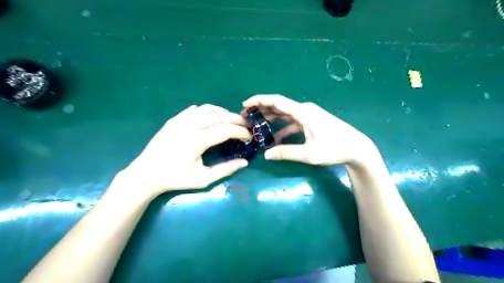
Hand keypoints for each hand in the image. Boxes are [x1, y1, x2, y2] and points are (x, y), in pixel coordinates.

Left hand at [111, 104, 248, 200]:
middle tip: (246, 127)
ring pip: (209, 108)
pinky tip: (213, 118)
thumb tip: (245, 162)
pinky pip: (196, 109)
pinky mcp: (175, 119)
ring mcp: (180, 120)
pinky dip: (209, 111)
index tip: (248, 137)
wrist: (146, 173)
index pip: (226, 129)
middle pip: (220, 115)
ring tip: (232, 121)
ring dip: (224, 112)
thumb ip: (225, 169)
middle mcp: (189, 126)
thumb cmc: (175, 178)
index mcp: (196, 141)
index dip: (241, 132)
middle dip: (237, 119)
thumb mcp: (202, 179)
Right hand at [244, 95, 377, 165]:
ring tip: (256, 125)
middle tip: (246, 118)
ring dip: (270, 119)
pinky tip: (274, 139)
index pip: (277, 101)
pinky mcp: (310, 122)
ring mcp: (308, 116)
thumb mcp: (310, 153)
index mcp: (303, 112)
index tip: (245, 104)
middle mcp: (304, 110)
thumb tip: (266, 155)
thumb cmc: (335, 148)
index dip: (260, 100)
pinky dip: (282, 128)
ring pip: (284, 114)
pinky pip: (292, 123)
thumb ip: (287, 153)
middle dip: (261, 110)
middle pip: (278, 106)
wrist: (356, 148)